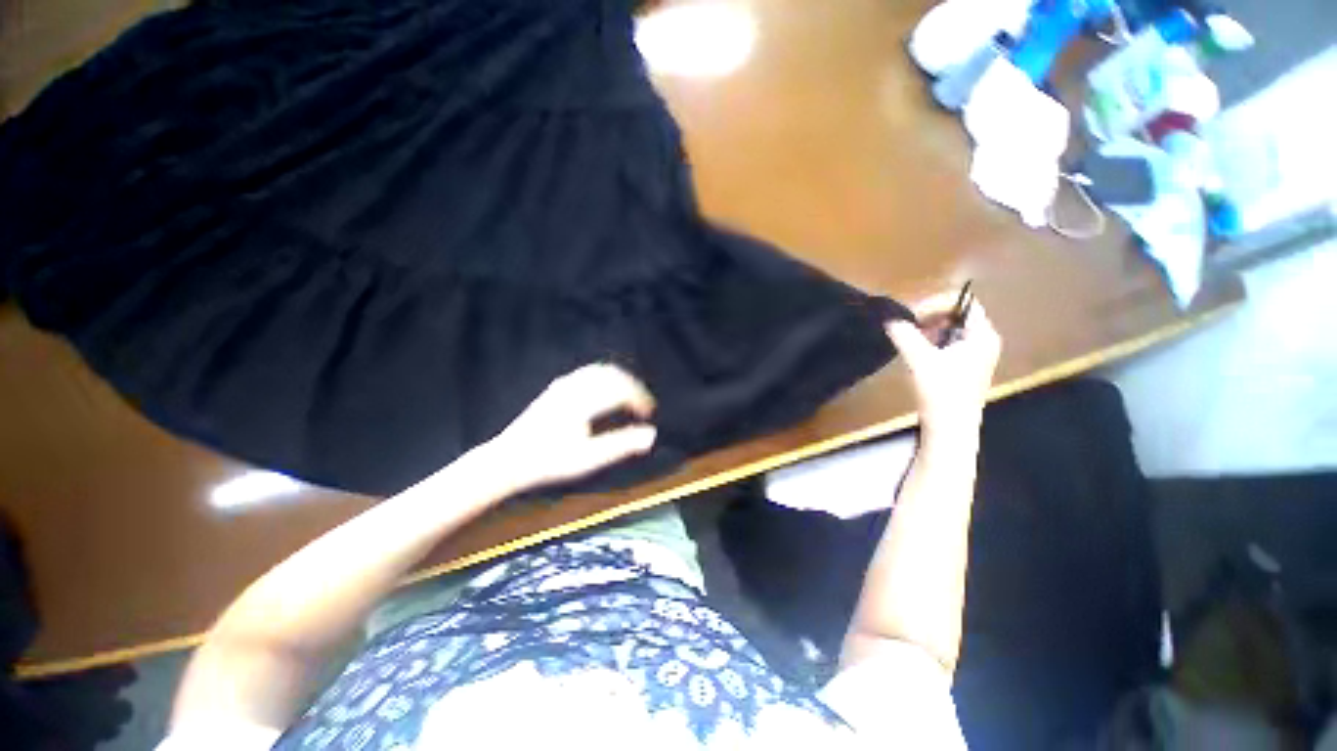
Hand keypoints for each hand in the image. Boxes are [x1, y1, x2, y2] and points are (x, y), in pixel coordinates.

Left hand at [488, 364, 657, 489]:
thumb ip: (621, 444)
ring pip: (600, 370)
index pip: (621, 390)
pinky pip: (588, 373)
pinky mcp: (556, 387)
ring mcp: (563, 385)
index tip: (649, 413)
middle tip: (643, 404)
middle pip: (612, 374)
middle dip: (632, 386)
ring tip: (629, 396)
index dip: (640, 398)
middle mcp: (575, 387)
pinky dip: (605, 378)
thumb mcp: (588, 458)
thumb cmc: (550, 462)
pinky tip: (605, 392)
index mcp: (584, 401)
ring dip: (619, 379)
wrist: (508, 459)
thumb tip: (651, 435)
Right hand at [885, 293, 1001, 437]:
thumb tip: (890, 319)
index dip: (936, 304)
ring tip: (908, 339)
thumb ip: (905, 335)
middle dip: (930, 316)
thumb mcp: (920, 359)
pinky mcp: (965, 368)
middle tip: (907, 326)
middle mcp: (984, 341)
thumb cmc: (941, 391)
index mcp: (982, 335)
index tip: (911, 316)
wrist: (950, 428)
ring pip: (951, 330)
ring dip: (928, 330)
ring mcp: (976, 356)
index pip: (964, 303)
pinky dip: (931, 343)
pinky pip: (948, 344)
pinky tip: (916, 353)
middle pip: (958, 315)